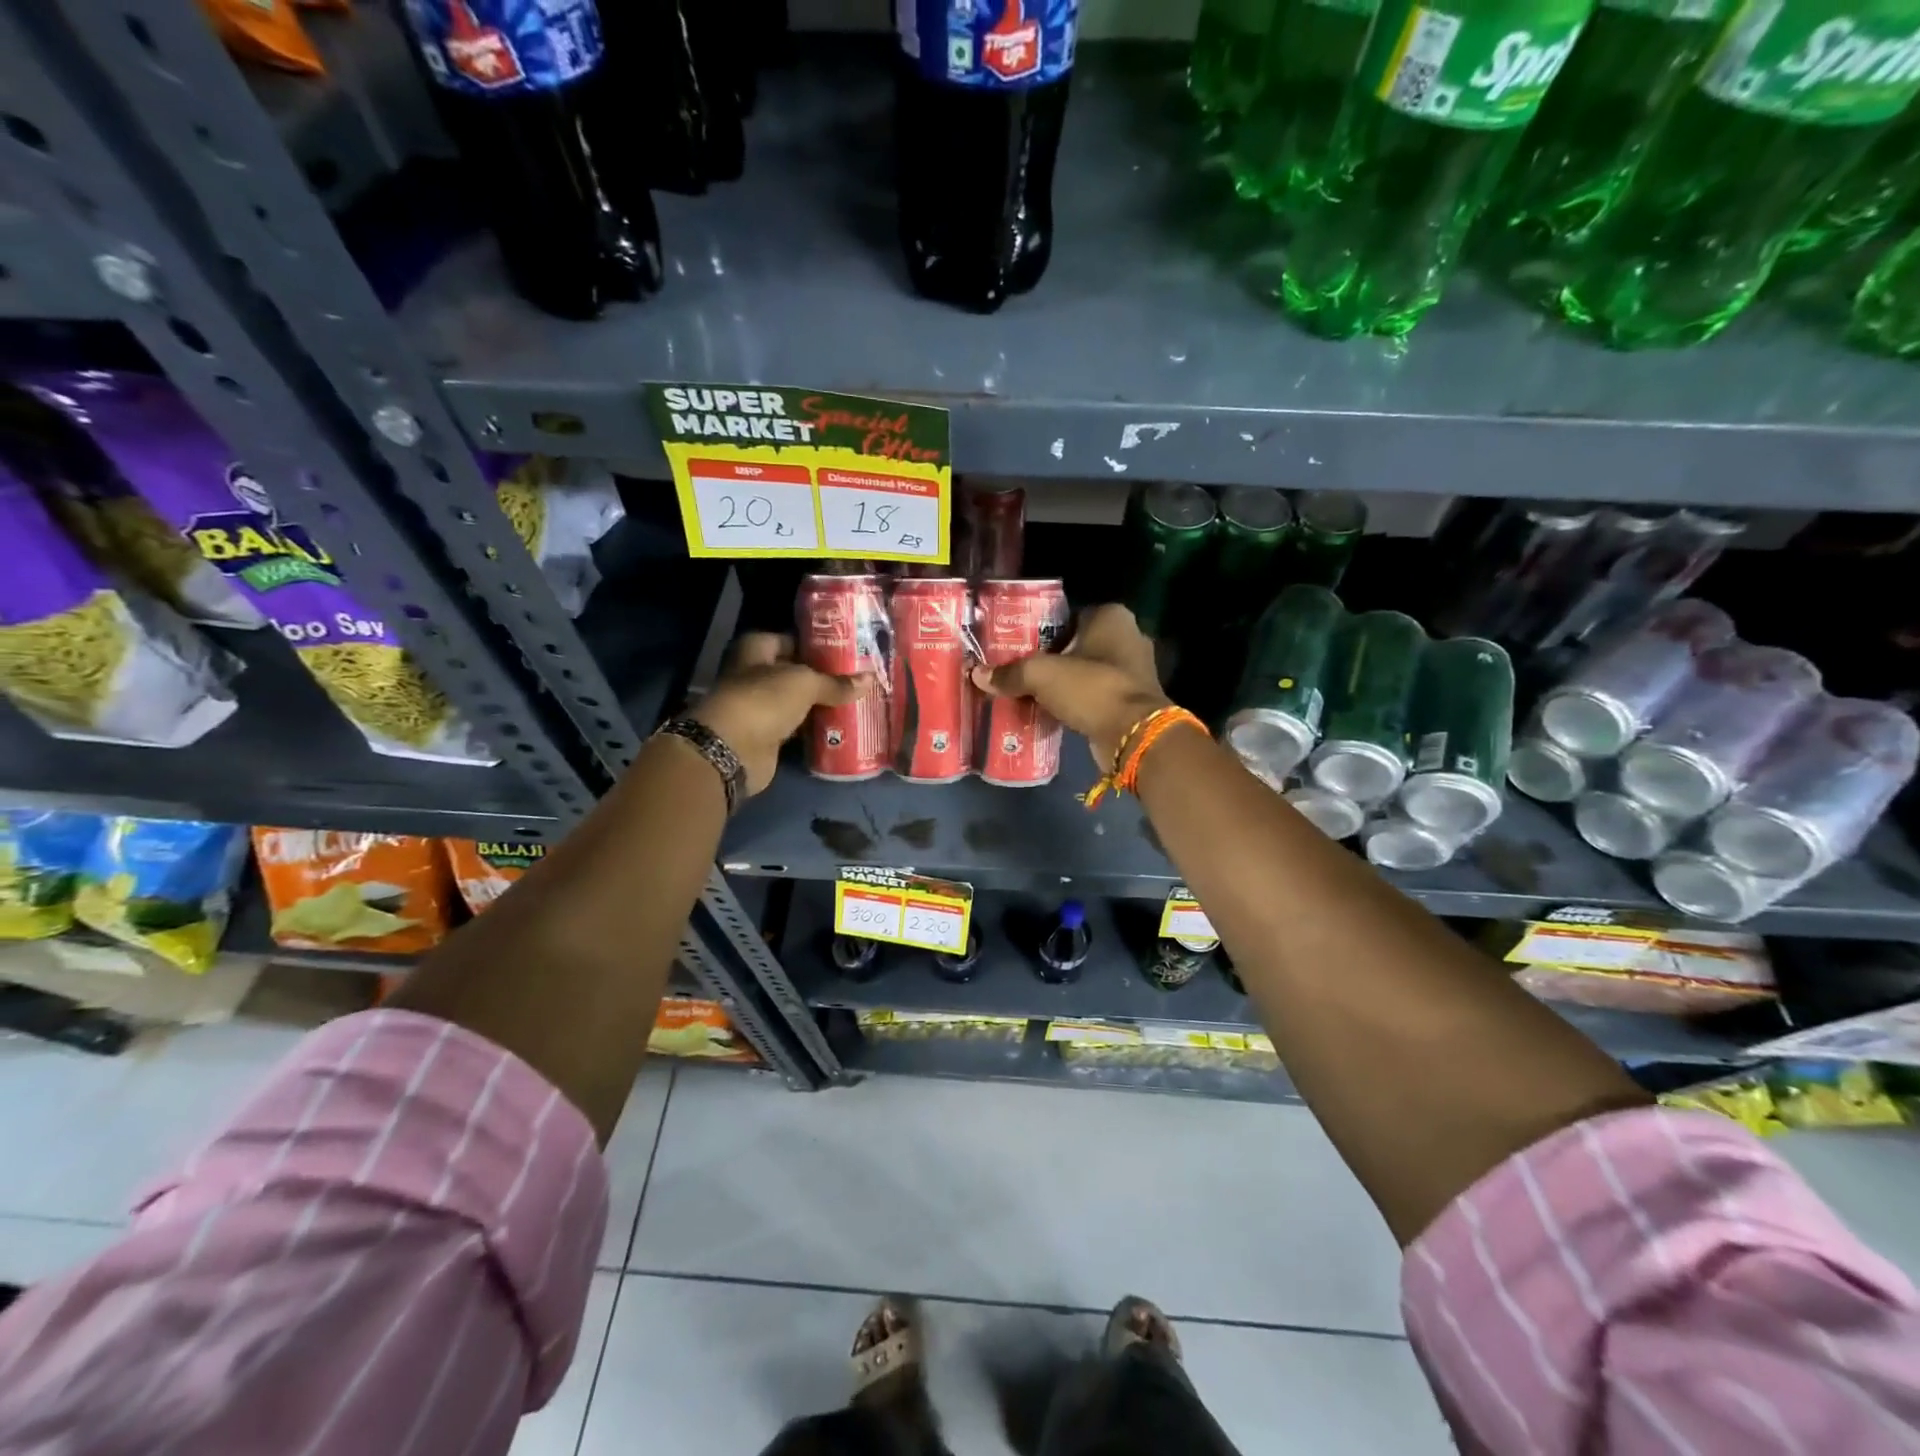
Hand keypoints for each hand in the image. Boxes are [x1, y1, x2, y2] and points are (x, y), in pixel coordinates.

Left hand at [690, 633, 874, 794]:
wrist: (732, 750)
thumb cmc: (763, 700)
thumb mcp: (805, 683)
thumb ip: (836, 683)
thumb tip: (869, 680)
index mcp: (755, 650)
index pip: (790, 640)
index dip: (815, 645)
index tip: (846, 651)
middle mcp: (754, 675)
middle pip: (794, 672)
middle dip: (823, 677)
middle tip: (857, 679)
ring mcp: (758, 707)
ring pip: (796, 702)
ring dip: (820, 704)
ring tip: (856, 702)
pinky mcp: (766, 736)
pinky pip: (796, 727)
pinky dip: (814, 728)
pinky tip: (840, 727)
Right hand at [970, 603, 1171, 767]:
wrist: (1133, 735)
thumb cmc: (1091, 688)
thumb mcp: (1042, 675)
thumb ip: (1011, 673)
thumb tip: (978, 675)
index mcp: (1112, 617)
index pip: (1067, 616)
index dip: (1040, 630)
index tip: (1016, 646)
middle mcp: (1128, 637)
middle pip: (1075, 645)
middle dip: (1049, 658)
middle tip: (1017, 670)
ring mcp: (1133, 671)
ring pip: (1084, 671)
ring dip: (1061, 683)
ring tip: (1027, 691)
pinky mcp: (1131, 700)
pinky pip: (1093, 695)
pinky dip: (1074, 702)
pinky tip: (1049, 710)